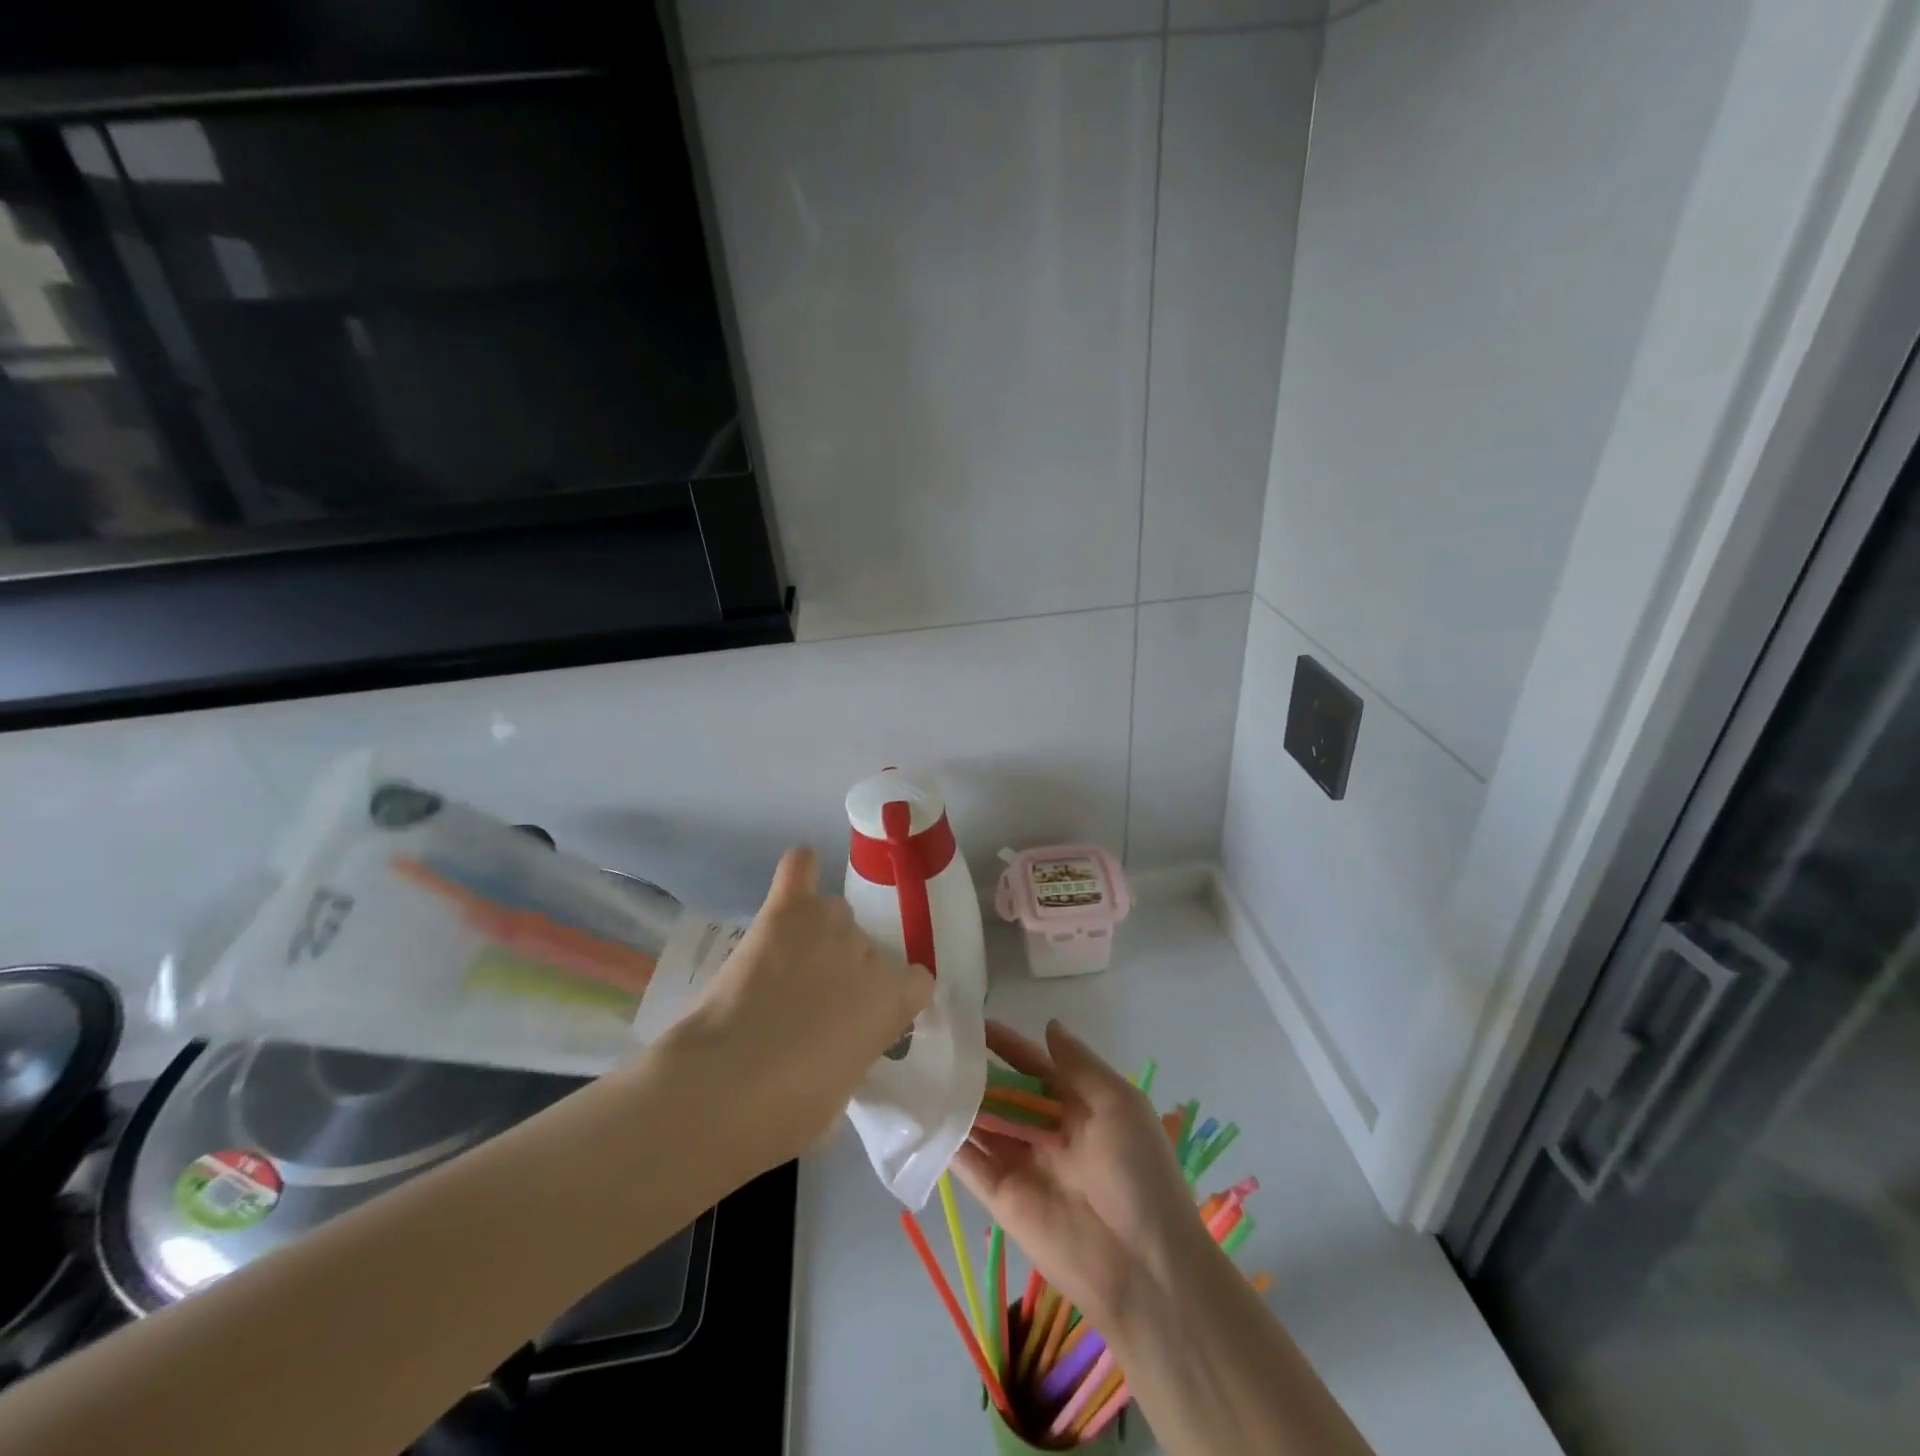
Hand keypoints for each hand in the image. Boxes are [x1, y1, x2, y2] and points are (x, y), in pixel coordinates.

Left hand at [673, 847, 933, 1173]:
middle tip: (813, 1005)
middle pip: (869, 950)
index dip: (893, 1001)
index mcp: (893, 999)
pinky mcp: (785, 911)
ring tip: (787, 965)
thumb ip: (857, 1050)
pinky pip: (800, 868)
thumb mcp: (845, 1091)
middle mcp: (869, 952)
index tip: (869, 1022)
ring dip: (821, 937)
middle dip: (848, 974)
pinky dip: (801, 872)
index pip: (917, 983)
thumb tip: (842, 1043)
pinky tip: (796, 882)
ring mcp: (828, 924)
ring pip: (835, 916)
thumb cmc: (789, 1109)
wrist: (726, 1086)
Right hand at [951, 1020, 1209, 1330]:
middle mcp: (1043, 1130)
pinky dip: (947, 1140)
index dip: (1006, 1044)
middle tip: (933, 1043)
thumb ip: (1079, 1065)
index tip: (972, 1021)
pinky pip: (969, 1163)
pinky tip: (921, 1115)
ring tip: (917, 1070)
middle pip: (1001, 1093)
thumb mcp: (1119, 1104)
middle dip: (973, 1070)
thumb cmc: (1138, 1172)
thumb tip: (1048, 1024)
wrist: (1143, 1266)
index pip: (1032, 1065)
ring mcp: (1020, 1163)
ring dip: (955, 1100)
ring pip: (980, 1123)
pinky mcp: (1000, 1198)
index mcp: (1075, 1105)